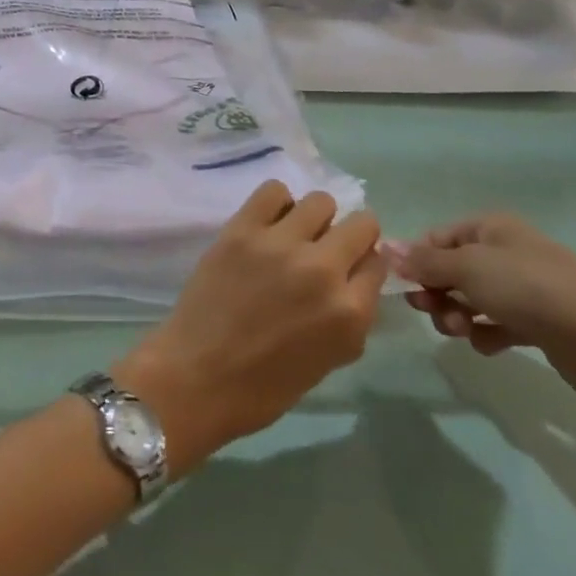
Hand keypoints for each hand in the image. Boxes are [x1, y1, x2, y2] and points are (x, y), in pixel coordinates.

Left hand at [112, 181, 390, 475]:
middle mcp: (323, 270)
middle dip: (351, 236)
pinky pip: (274, 190)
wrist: (197, 376)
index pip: (378, 263)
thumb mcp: (329, 359)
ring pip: (320, 201)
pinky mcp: (242, 229)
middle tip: (326, 248)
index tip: (348, 270)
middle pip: (362, 224)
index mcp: (350, 313)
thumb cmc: (264, 385)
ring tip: (294, 235)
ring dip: (314, 218)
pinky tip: (268, 224)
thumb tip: (354, 278)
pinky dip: (277, 203)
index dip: (363, 265)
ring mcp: (281, 245)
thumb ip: (350, 315)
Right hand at [389, 213, 575, 403]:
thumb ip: (424, 261)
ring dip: (457, 315)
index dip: (417, 260)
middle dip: (436, 291)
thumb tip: (386, 247)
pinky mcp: (541, 323)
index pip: (437, 238)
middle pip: (452, 269)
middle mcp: (507, 252)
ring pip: (472, 299)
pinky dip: (487, 334)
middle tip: (431, 312)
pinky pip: (498, 323)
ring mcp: (526, 288)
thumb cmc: (531, 290)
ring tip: (462, 332)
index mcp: (491, 228)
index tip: (405, 287)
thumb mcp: (468, 268)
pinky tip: (489, 345)